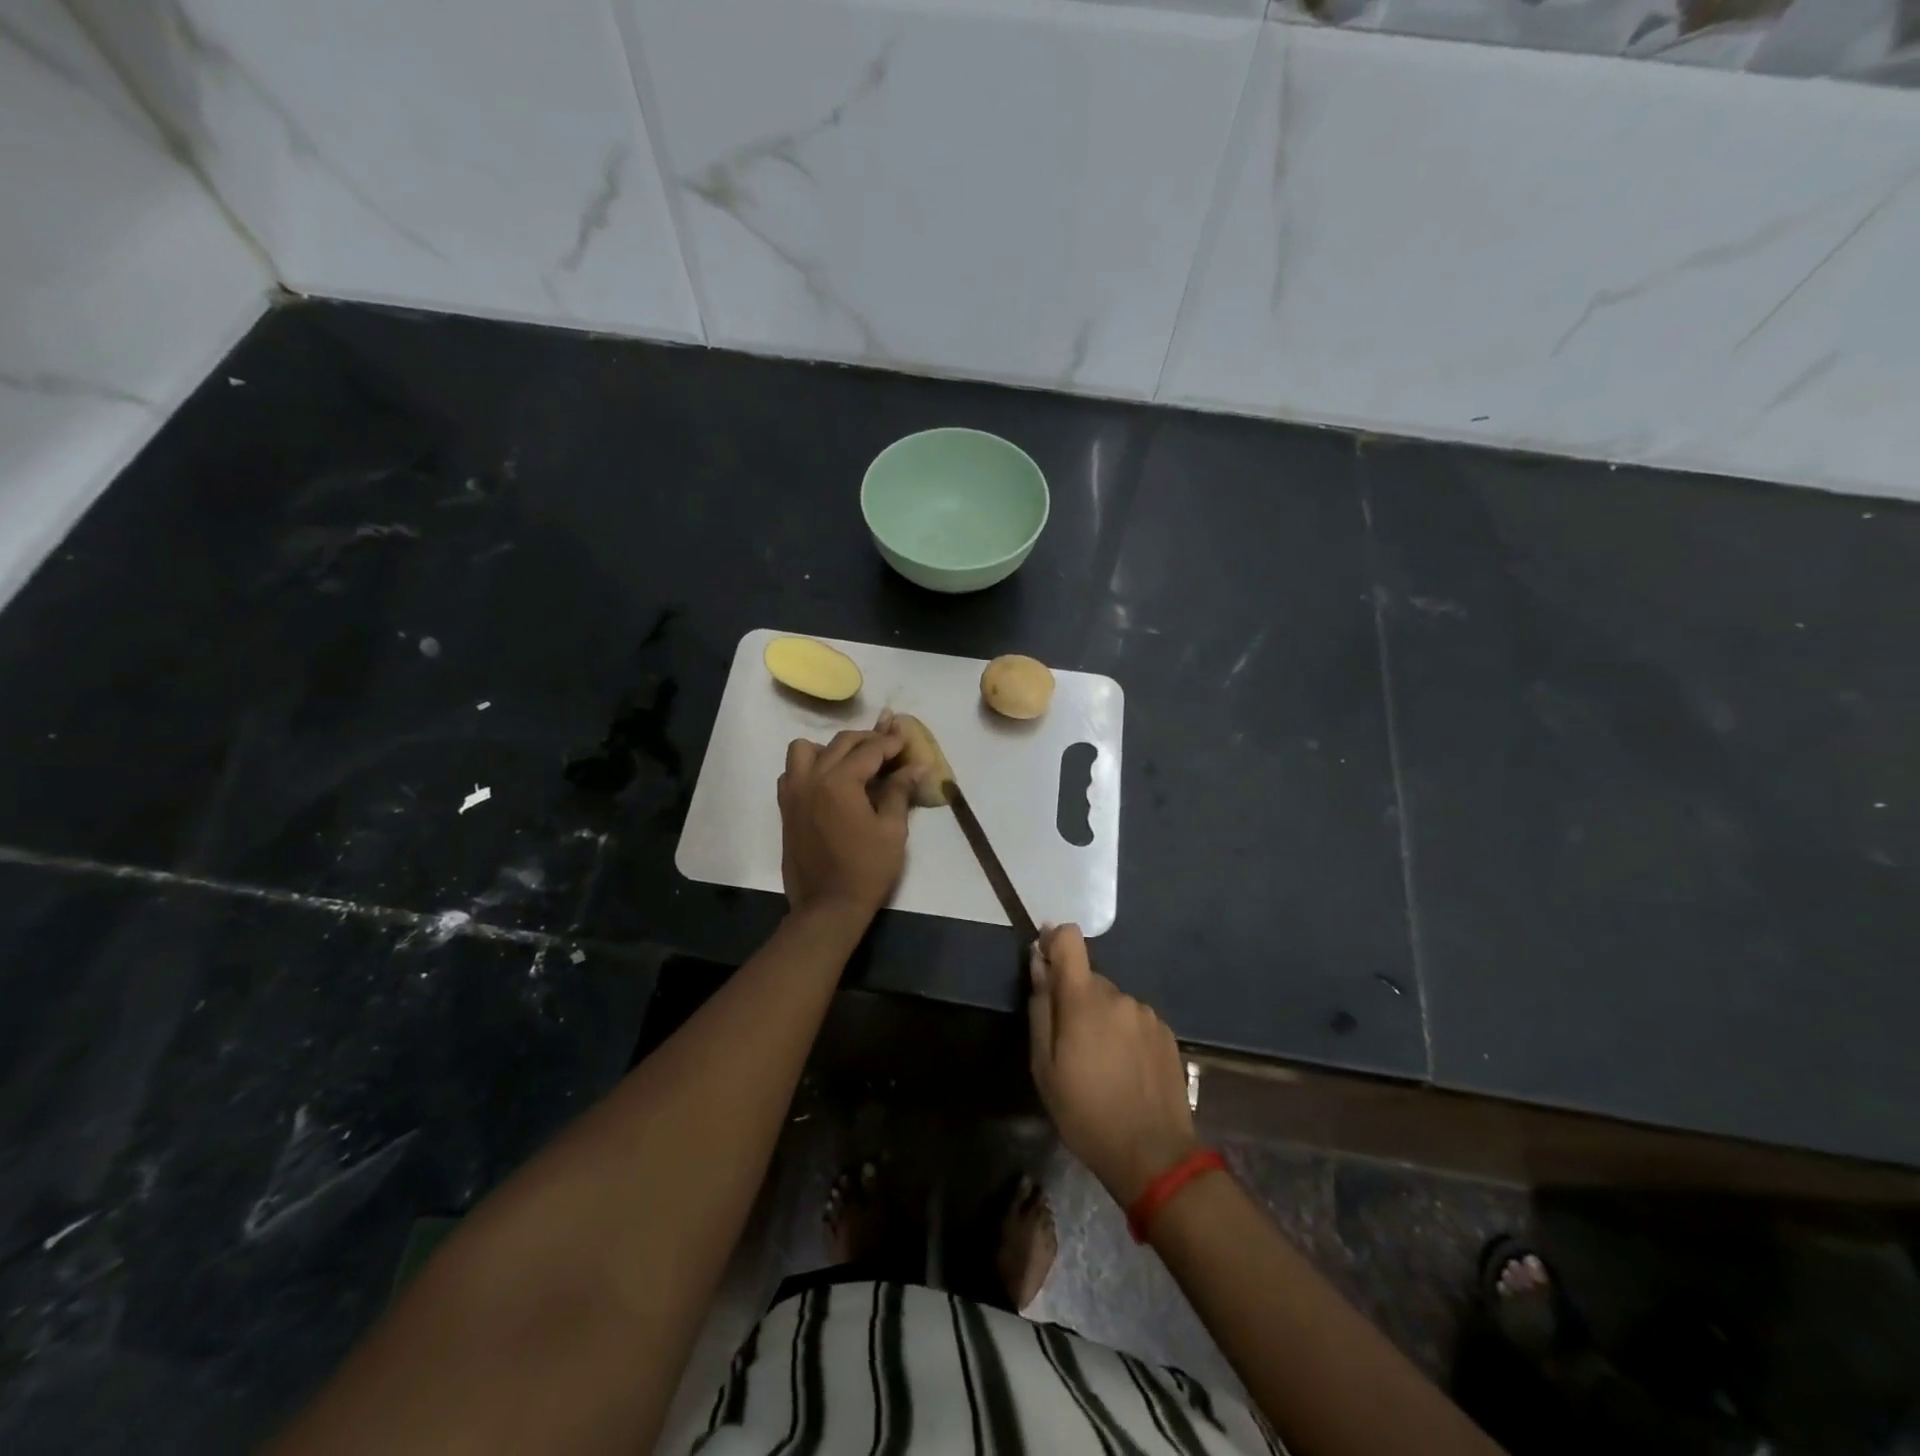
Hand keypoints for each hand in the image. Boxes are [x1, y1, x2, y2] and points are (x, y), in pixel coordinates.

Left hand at [778, 726, 915, 921]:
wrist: (827, 906)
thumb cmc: (867, 870)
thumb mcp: (892, 830)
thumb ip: (899, 791)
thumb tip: (916, 766)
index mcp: (840, 782)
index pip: (870, 750)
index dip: (891, 742)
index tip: (907, 738)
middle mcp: (812, 779)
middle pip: (840, 743)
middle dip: (867, 740)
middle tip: (889, 746)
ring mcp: (794, 792)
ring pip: (805, 750)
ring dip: (830, 748)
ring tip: (851, 762)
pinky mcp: (786, 808)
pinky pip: (792, 772)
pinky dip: (809, 767)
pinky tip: (828, 782)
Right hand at [1027, 925, 1197, 1206]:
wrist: (1153, 1155)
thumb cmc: (1085, 1112)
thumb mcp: (1044, 1066)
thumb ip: (1041, 1008)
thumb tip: (1039, 963)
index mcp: (1084, 998)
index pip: (1070, 939)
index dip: (1054, 942)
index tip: (1045, 961)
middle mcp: (1118, 995)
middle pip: (1089, 978)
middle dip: (1076, 999)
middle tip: (1070, 1044)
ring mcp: (1146, 1013)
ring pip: (1112, 1001)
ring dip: (1102, 1019)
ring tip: (1101, 1064)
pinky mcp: (1166, 1032)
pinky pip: (1134, 1020)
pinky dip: (1124, 1034)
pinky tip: (1126, 1070)